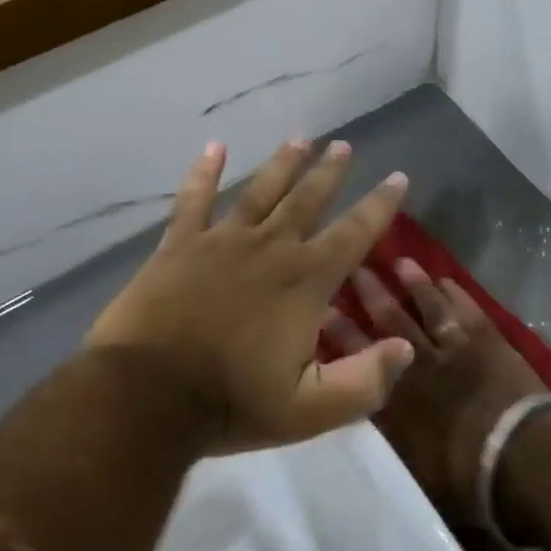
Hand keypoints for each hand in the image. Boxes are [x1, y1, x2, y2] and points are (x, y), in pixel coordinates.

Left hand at [85, 140, 415, 452]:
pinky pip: (194, 200)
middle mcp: (270, 248)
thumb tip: (405, 349)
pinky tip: (214, 148)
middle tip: (343, 145)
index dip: (380, 204)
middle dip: (329, 172)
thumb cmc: (231, 404)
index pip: (355, 233)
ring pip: (260, 191)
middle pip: (308, 200)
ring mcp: (221, 242)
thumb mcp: (310, 411)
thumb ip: (364, 382)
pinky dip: (204, 173)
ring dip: (282, 164)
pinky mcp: (178, 246)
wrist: (145, 398)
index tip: (397, 176)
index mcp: (305, 281)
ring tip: (300, 139)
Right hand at [325, 259, 550, 521]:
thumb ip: (392, 434)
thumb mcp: (414, 467)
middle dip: (373, 295)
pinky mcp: (489, 340)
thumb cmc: (466, 477)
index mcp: (398, 397)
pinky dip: (456, 292)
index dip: (342, 333)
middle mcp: (422, 363)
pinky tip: (445, 279)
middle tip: (356, 269)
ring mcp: (457, 347)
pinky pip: (467, 308)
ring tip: (400, 262)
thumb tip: (375, 414)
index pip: (361, 357)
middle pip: (393, 321)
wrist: (520, 456)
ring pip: (430, 306)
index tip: (324, 310)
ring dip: (415, 284)